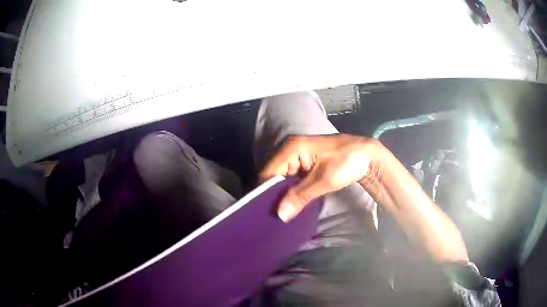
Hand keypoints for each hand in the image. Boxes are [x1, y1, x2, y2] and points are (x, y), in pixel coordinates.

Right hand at [259, 134, 379, 221]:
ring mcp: (298, 156)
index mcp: (291, 148)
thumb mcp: (323, 181)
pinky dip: (293, 190)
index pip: (269, 172)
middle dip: (275, 194)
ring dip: (284, 194)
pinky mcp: (306, 163)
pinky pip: (293, 178)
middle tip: (275, 215)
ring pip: (283, 178)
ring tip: (282, 212)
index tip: (266, 211)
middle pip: (274, 175)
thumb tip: (280, 215)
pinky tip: (293, 204)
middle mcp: (290, 149)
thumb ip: (299, 196)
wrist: (367, 155)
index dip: (266, 191)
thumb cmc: (346, 163)